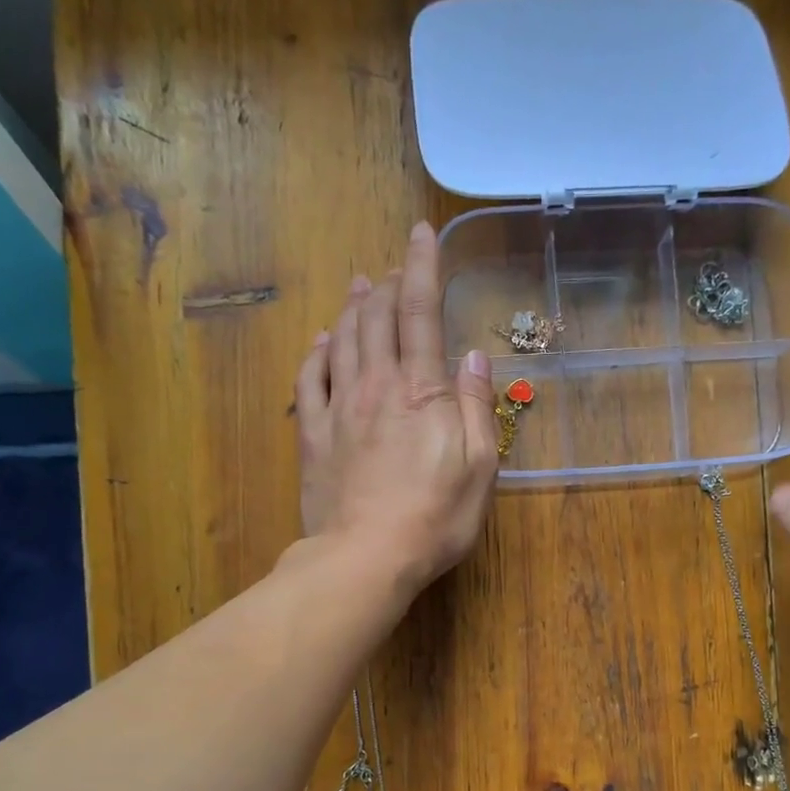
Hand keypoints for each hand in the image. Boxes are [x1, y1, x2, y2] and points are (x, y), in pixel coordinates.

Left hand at [296, 221, 498, 595]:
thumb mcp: (480, 467)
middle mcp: (377, 385)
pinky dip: (317, 351)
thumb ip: (477, 407)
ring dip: (352, 307)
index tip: (422, 233)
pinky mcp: (314, 436)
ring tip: (360, 285)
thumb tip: (474, 357)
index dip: (422, 267)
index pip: (420, 311)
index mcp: (422, 390)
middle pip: (376, 317)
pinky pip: (309, 379)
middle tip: (394, 267)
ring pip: (342, 339)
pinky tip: (322, 340)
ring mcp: (339, 408)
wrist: (365, 557)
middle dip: (387, 283)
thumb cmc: (435, 518)